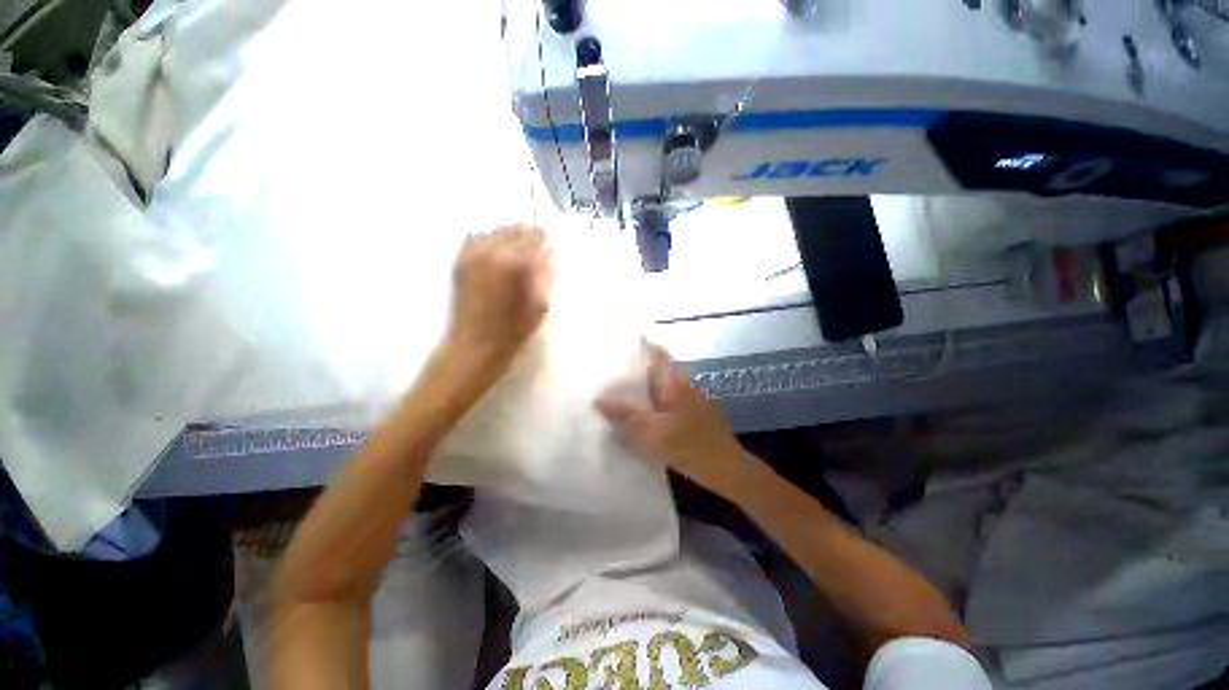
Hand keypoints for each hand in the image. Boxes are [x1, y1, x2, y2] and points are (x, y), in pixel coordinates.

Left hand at [446, 224, 553, 366]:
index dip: (542, 238)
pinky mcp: (460, 261)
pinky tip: (495, 254)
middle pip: (514, 228)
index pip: (534, 235)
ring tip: (514, 252)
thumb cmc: (514, 330)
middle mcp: (493, 252)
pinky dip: (488, 241)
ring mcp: (473, 255)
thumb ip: (545, 275)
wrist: (476, 345)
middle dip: (526, 236)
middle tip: (533, 248)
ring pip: (494, 230)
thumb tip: (550, 253)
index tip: (547, 243)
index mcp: (517, 263)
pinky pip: (475, 238)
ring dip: (507, 237)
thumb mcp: (539, 304)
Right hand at [596, 344, 755, 497]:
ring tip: (617, 391)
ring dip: (642, 387)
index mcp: (674, 381)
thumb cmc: (690, 446)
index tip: (620, 344)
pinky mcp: (691, 414)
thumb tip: (598, 399)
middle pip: (657, 368)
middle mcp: (683, 385)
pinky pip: (665, 401)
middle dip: (635, 368)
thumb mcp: (652, 432)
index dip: (641, 344)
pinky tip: (638, 414)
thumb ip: (625, 414)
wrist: (727, 469)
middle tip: (609, 370)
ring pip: (661, 386)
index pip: (658, 352)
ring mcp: (689, 399)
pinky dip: (650, 402)